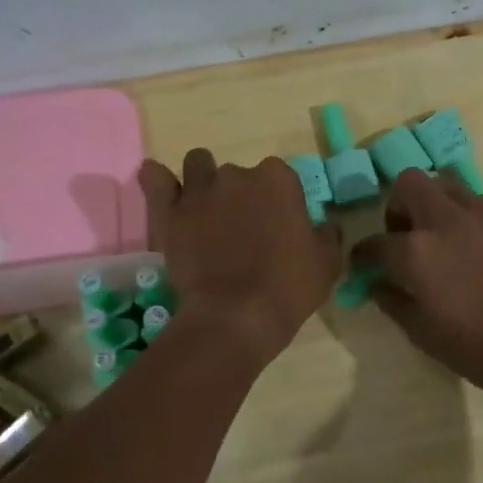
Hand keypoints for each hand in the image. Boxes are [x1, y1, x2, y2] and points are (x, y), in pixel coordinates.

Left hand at [138, 150, 341, 367]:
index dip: (279, 202)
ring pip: (198, 166)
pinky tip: (162, 186)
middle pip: (239, 174)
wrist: (236, 317)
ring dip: (203, 181)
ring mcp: (199, 190)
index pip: (281, 177)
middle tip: (242, 230)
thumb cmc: (289, 288)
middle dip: (241, 195)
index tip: (278, 226)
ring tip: (206, 211)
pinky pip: (155, 179)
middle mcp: (238, 174)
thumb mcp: (327, 263)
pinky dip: (157, 180)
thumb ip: (326, 234)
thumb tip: (322, 225)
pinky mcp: (168, 211)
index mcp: (278, 180)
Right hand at [353, 169, 482, 395]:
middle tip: (405, 233)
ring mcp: (482, 215)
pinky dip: (467, 215)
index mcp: (416, 252)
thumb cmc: (474, 347)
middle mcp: (445, 221)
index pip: (375, 242)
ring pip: (446, 184)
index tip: (364, 262)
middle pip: (409, 183)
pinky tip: (474, 244)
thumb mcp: (419, 331)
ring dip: (434, 203)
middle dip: (398, 205)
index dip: (363, 254)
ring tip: (441, 233)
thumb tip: (377, 282)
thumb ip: (391, 300)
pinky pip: (479, 202)